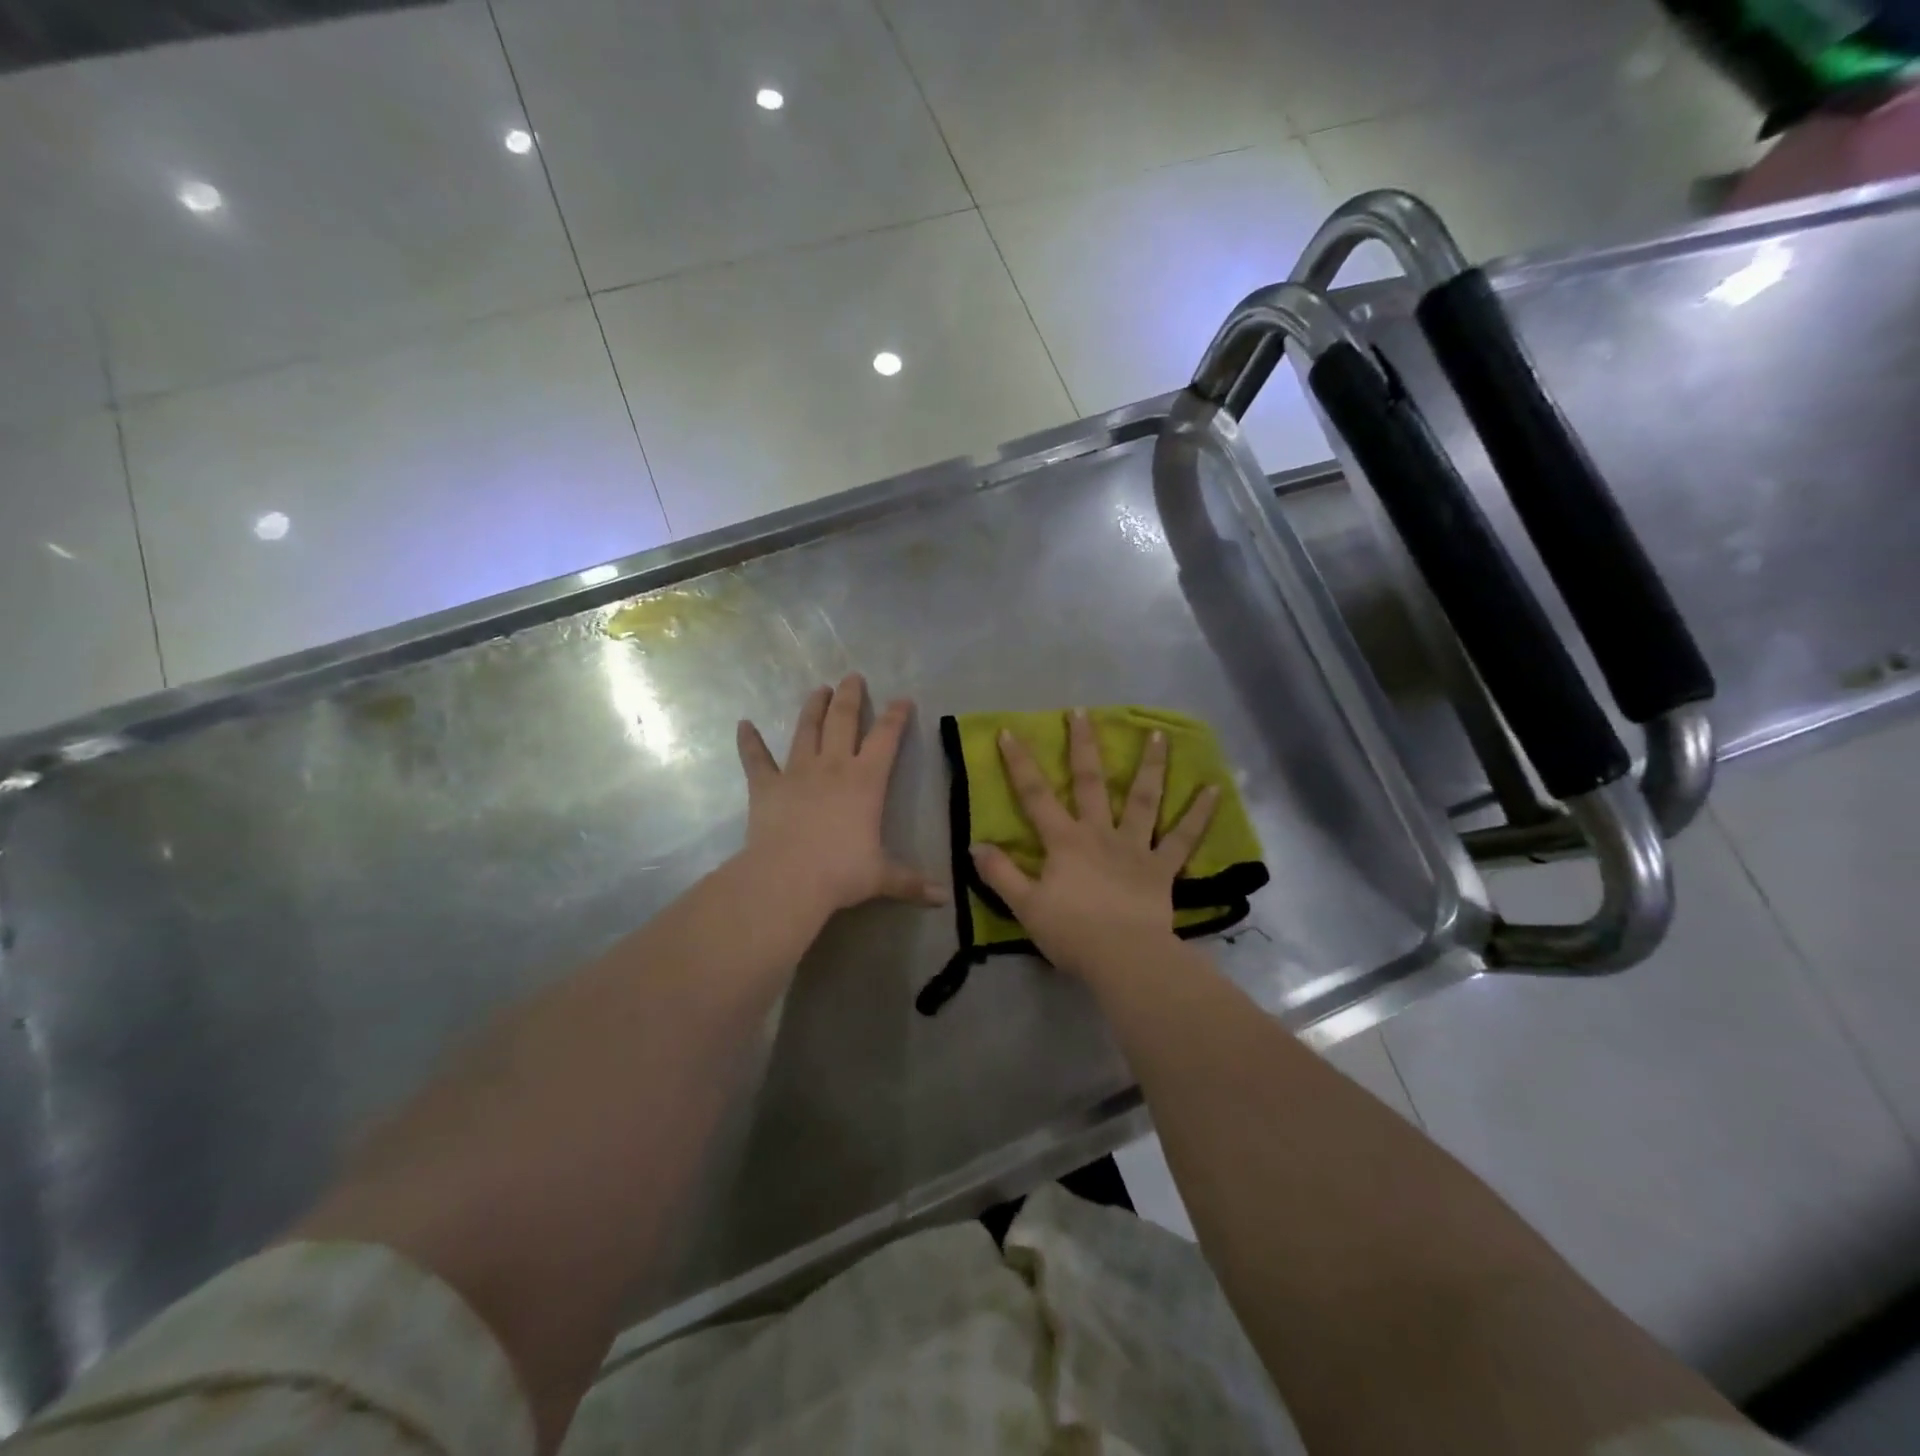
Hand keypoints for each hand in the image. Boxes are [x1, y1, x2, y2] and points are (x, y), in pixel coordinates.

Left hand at [736, 674, 946, 919]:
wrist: (787, 879)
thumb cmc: (841, 872)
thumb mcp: (882, 877)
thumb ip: (911, 882)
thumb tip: (943, 898)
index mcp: (866, 780)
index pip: (886, 738)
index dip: (896, 716)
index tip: (902, 699)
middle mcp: (832, 766)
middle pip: (843, 720)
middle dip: (850, 696)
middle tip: (852, 676)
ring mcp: (796, 772)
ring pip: (805, 730)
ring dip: (812, 707)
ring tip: (818, 689)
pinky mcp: (765, 786)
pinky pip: (756, 759)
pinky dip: (749, 741)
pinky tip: (743, 724)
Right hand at [970, 709, 1217, 979]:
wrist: (1123, 958)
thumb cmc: (1071, 933)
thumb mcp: (1025, 906)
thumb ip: (1000, 873)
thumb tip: (975, 845)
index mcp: (1064, 841)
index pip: (1035, 795)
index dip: (1019, 764)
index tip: (1010, 732)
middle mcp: (1099, 833)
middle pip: (1090, 781)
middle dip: (1083, 745)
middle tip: (1083, 712)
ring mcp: (1134, 847)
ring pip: (1143, 799)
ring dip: (1151, 765)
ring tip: (1159, 734)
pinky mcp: (1162, 867)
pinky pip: (1183, 838)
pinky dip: (1199, 815)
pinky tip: (1214, 790)